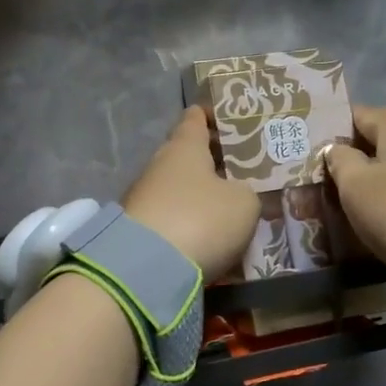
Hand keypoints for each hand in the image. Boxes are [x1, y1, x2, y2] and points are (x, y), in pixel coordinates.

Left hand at [123, 106, 259, 282]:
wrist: (146, 269)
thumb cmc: (201, 219)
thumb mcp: (244, 203)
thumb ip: (248, 192)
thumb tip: (239, 195)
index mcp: (184, 146)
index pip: (195, 118)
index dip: (213, 115)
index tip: (233, 122)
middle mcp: (159, 165)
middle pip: (187, 156)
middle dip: (212, 162)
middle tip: (243, 173)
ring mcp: (143, 198)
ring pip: (179, 189)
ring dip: (201, 197)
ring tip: (231, 211)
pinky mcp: (137, 230)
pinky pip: (171, 219)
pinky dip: (189, 225)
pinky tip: (209, 239)